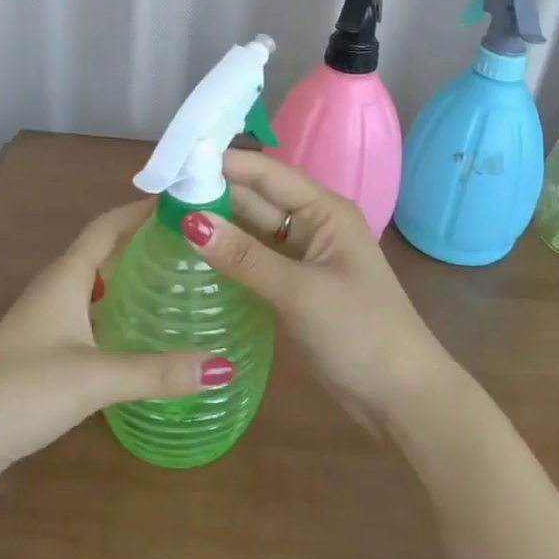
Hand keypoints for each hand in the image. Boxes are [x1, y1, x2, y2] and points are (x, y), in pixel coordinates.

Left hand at [0, 201, 230, 507]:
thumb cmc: (22, 390)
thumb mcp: (96, 378)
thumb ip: (159, 371)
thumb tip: (223, 365)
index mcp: (65, 277)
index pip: (107, 226)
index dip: (141, 209)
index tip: (182, 201)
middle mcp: (55, 288)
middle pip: (104, 251)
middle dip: (143, 241)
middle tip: (193, 244)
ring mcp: (46, 320)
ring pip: (96, 284)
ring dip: (130, 276)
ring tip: (177, 280)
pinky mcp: (44, 350)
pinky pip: (89, 314)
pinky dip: (117, 310)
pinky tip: (141, 331)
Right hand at [181, 150, 457, 432]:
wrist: (403, 398)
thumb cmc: (361, 332)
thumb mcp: (300, 292)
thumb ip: (244, 257)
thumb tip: (189, 221)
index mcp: (324, 210)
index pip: (266, 173)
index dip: (222, 163)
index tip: (174, 161)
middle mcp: (311, 225)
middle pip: (256, 200)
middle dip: (212, 194)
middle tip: (155, 195)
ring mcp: (302, 258)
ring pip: (252, 231)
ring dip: (216, 225)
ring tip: (161, 219)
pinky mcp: (294, 287)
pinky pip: (254, 261)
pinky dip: (227, 257)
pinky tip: (191, 257)